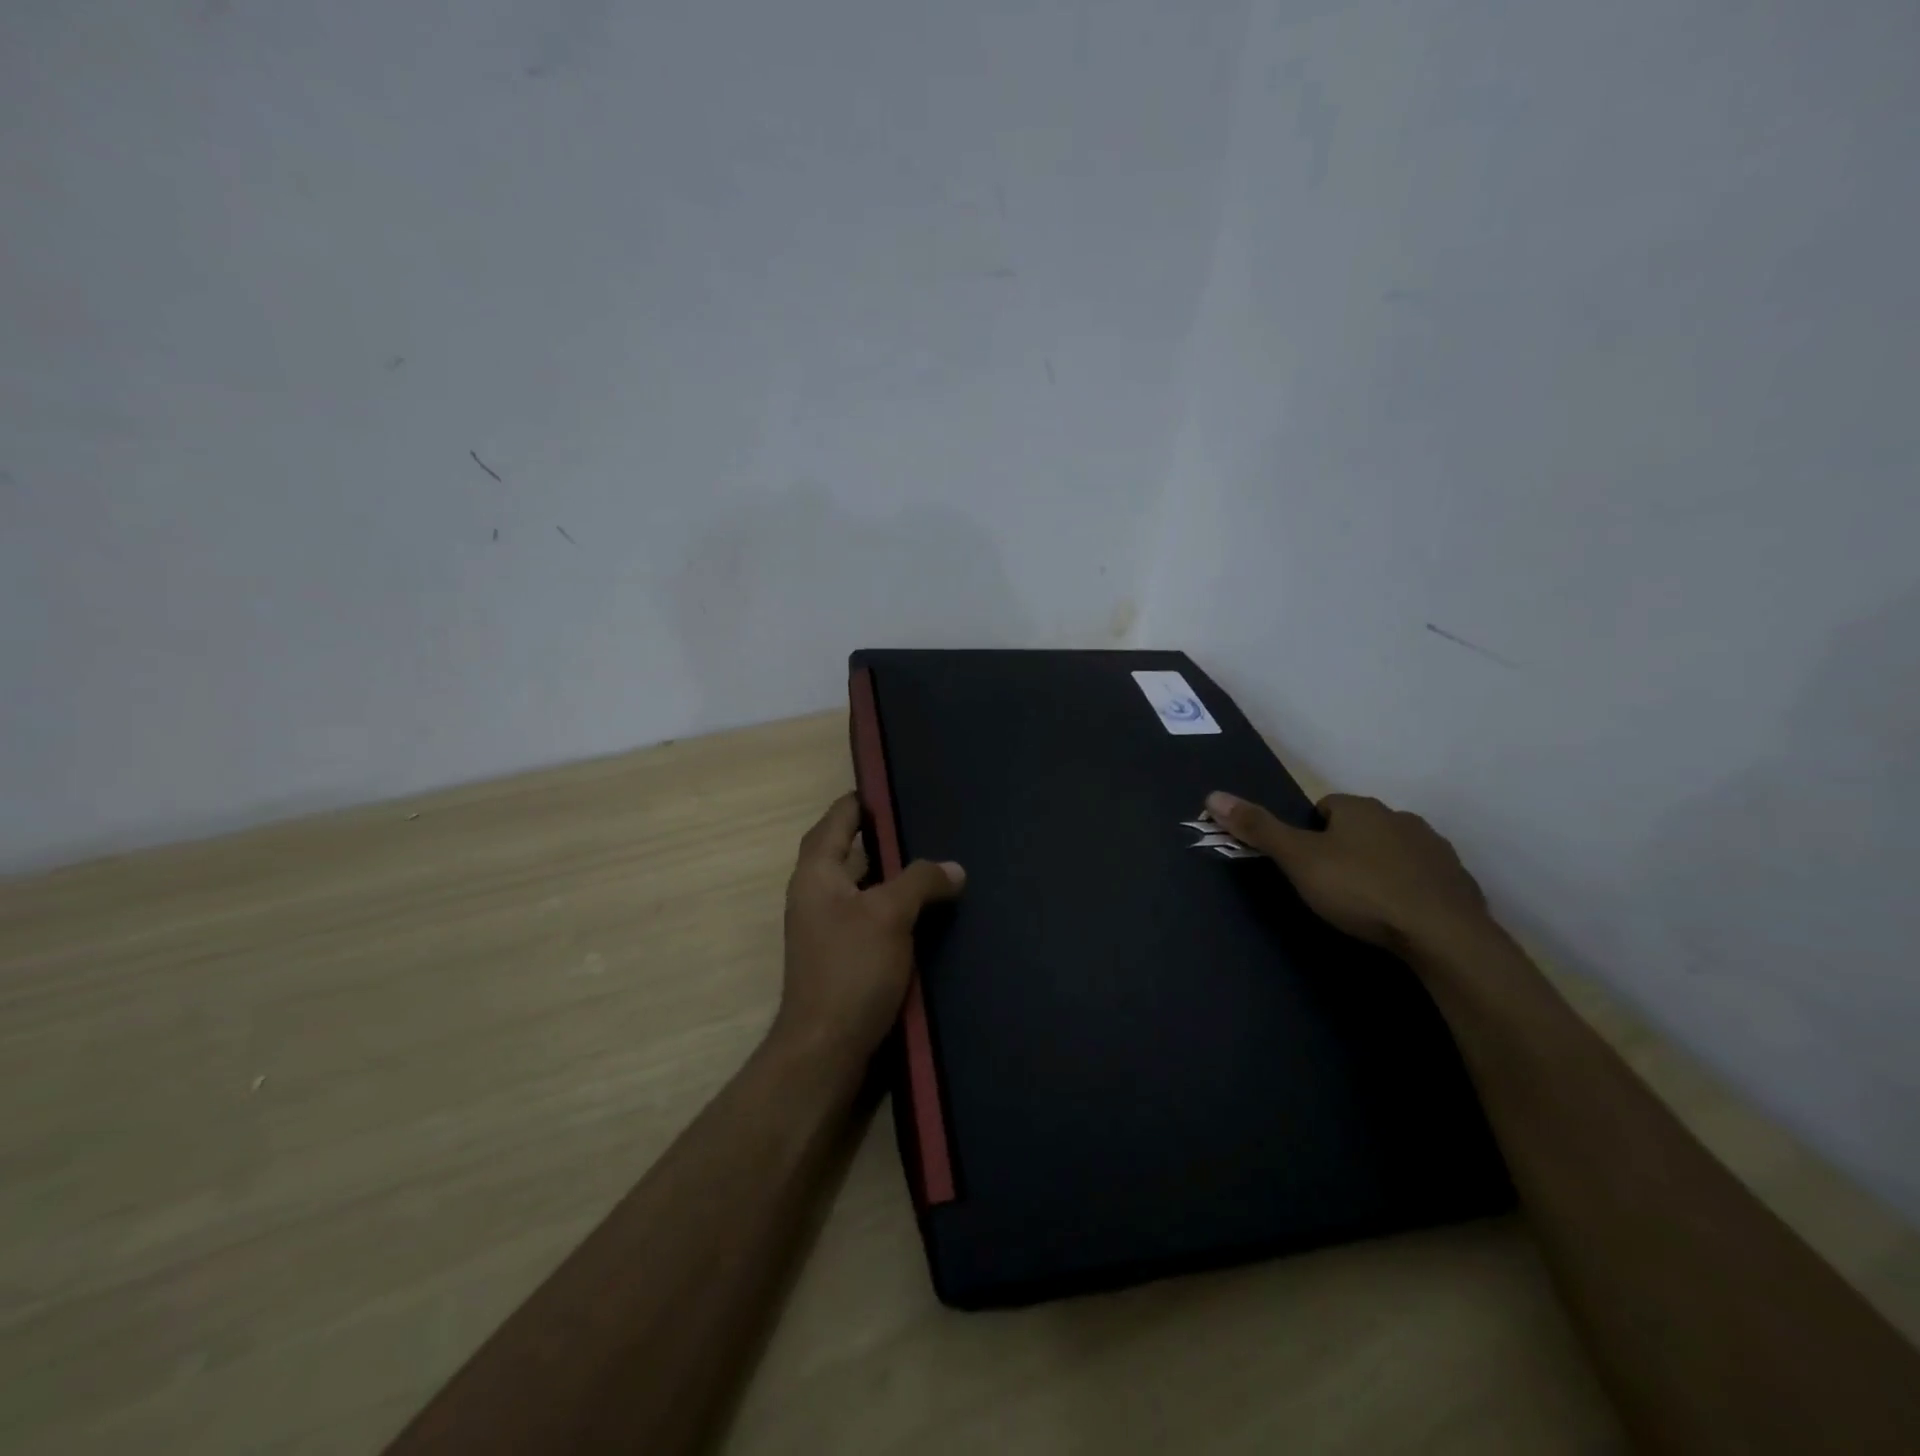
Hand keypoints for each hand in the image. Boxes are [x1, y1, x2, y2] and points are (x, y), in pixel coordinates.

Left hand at [776, 794, 964, 1062]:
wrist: (826, 1049)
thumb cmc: (851, 970)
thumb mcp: (890, 915)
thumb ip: (921, 881)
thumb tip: (954, 868)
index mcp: (817, 873)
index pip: (837, 819)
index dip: (862, 800)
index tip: (895, 786)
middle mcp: (816, 894)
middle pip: (848, 849)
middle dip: (882, 835)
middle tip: (925, 819)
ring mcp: (828, 926)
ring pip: (863, 884)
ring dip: (891, 872)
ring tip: (933, 858)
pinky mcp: (845, 954)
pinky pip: (871, 914)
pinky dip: (894, 904)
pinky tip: (927, 907)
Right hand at [1204, 789, 1490, 959]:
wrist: (1443, 935)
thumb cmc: (1360, 890)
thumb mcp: (1298, 860)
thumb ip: (1258, 829)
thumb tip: (1213, 794)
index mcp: (1360, 808)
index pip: (1325, 806)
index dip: (1310, 831)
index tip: (1304, 862)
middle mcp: (1400, 818)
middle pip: (1361, 826)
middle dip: (1345, 848)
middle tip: (1330, 884)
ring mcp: (1434, 849)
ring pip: (1394, 850)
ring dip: (1379, 867)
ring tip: (1365, 904)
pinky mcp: (1458, 881)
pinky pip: (1424, 878)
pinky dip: (1410, 890)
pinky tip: (1400, 917)